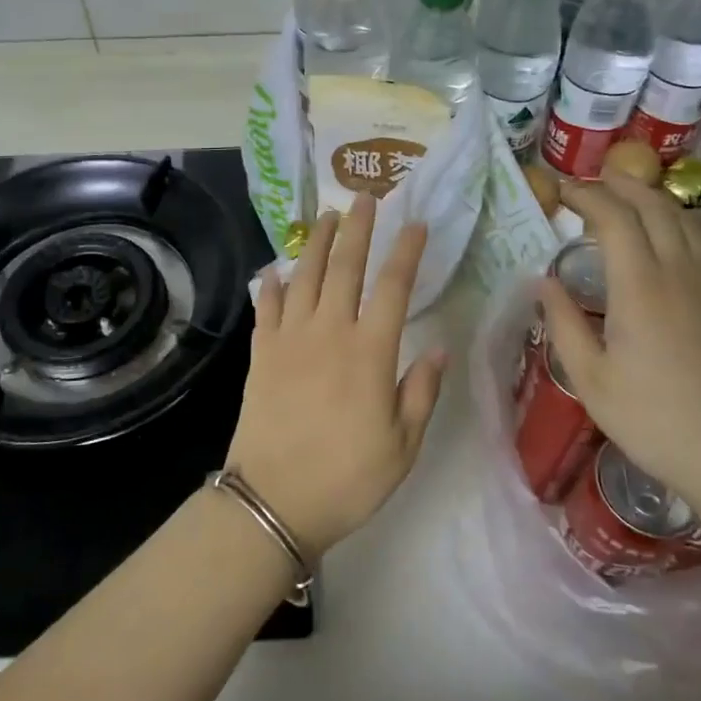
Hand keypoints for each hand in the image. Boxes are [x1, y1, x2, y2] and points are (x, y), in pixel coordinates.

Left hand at [226, 193, 446, 561]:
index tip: (415, 224)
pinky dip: (272, 284)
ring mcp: (289, 340)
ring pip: (303, 277)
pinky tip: (275, 269)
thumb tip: (439, 349)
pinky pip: (267, 308)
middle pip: (344, 268)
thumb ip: (421, 392)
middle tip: (364, 198)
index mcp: (370, 352)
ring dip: (315, 243)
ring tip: (325, 217)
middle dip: (357, 229)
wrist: (274, 502)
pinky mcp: (261, 355)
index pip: (393, 287)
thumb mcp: (402, 445)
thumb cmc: (348, 479)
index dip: (405, 251)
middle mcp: (329, 333)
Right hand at [540, 173, 700, 538]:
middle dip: (618, 185)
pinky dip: (671, 219)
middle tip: (586, 181)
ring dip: (649, 196)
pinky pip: (695, 239)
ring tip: (621, 191)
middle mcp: (677, 273)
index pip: (615, 218)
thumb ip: (564, 324)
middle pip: (653, 207)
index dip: (586, 196)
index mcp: (640, 289)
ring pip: (681, 219)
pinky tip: (657, 232)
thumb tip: (544, 282)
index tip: (559, 190)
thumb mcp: (590, 380)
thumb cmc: (652, 420)